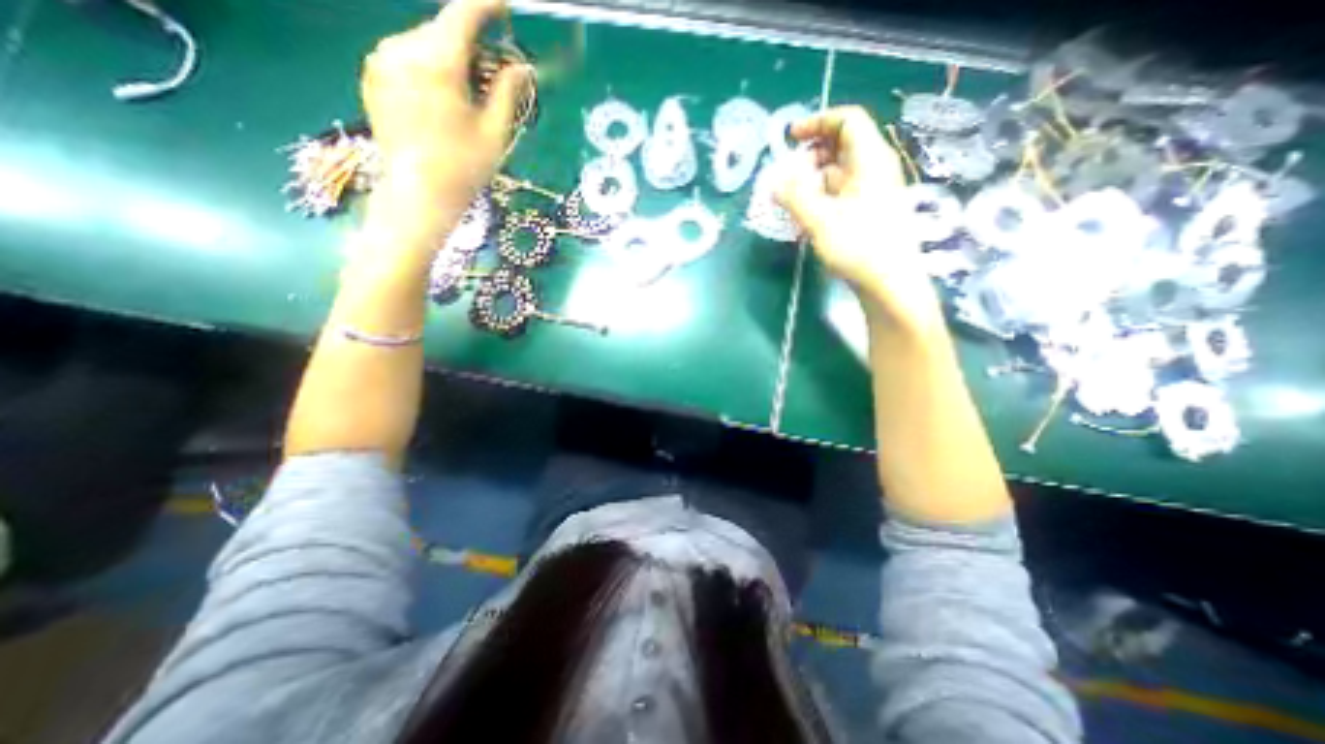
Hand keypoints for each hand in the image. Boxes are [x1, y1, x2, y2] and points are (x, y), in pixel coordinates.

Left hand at [361, 0, 530, 234]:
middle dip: (471, 47)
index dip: (487, 6)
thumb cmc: (463, 167)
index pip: (463, 15)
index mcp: (437, 62)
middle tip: (492, 77)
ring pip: (424, 44)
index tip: (505, 7)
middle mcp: (403, 49)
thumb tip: (522, 67)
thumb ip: (509, 93)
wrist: (417, 193)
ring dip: (449, 60)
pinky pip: (406, 57)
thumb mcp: (495, 132)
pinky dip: (428, 69)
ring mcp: (382, 60)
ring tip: (465, 97)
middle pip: (444, 32)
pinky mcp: (372, 75)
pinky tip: (441, 101)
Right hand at [772, 106, 947, 335]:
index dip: (818, 122)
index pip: (848, 121)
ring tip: (792, 198)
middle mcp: (874, 170)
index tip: (791, 138)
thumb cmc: (859, 247)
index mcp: (870, 160)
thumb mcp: (820, 220)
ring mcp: (872, 193)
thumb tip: (774, 182)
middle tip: (788, 174)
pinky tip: (806, 216)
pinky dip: (821, 196)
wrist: (889, 284)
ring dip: (813, 178)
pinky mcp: (868, 213)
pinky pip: (841, 193)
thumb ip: (794, 197)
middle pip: (842, 145)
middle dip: (811, 154)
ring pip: (839, 172)